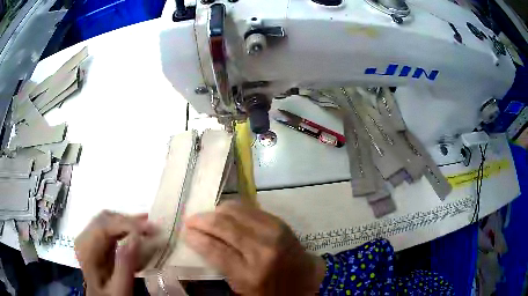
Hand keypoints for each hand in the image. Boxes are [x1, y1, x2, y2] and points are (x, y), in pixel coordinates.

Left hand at [75, 211, 156, 295]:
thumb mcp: (119, 289)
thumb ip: (125, 266)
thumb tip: (136, 237)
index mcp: (85, 251)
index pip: (104, 227)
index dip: (127, 224)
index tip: (151, 228)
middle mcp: (83, 239)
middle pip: (105, 219)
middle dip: (129, 221)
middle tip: (153, 227)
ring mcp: (87, 238)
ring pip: (107, 219)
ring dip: (127, 222)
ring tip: (147, 227)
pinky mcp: (93, 240)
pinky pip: (108, 226)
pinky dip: (123, 227)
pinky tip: (136, 231)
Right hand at [184, 201, 324, 295]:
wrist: (306, 278)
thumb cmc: (271, 289)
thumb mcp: (241, 287)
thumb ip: (220, 265)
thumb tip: (200, 240)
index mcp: (249, 273)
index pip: (214, 249)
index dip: (195, 237)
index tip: (185, 232)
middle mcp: (260, 249)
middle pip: (222, 225)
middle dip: (201, 220)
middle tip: (191, 221)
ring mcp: (272, 232)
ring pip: (234, 211)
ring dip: (215, 211)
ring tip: (207, 217)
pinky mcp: (278, 221)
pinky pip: (248, 207)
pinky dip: (232, 208)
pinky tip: (224, 213)